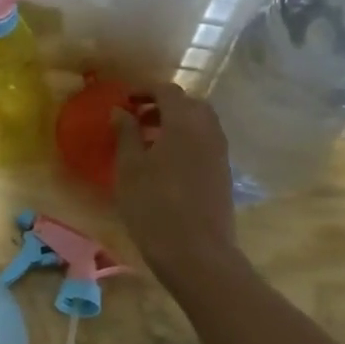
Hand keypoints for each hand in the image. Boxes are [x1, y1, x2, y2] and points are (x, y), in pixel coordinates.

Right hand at [113, 83, 236, 274]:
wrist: (197, 253)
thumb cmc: (154, 206)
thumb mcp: (129, 168)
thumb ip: (126, 134)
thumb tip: (121, 111)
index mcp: (184, 121)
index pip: (167, 90)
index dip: (144, 90)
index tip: (125, 101)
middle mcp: (208, 130)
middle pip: (188, 104)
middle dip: (163, 105)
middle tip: (137, 119)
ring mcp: (220, 152)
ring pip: (200, 124)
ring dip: (176, 124)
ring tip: (150, 142)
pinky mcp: (223, 174)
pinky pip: (205, 143)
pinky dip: (187, 141)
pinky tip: (167, 164)